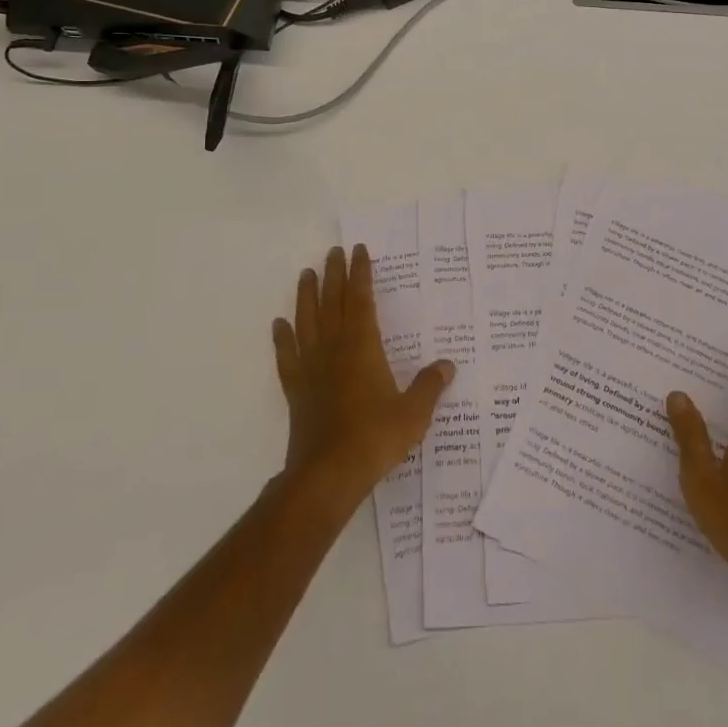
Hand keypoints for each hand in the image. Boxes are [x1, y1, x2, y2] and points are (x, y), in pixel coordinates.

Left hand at [272, 245, 454, 508]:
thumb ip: (430, 386)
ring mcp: (311, 368)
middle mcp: (334, 349)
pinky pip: (287, 357)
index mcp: (362, 346)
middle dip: (334, 275)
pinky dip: (282, 339)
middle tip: (333, 251)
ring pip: (307, 322)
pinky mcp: (296, 390)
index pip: (361, 299)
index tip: (358, 251)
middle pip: (332, 303)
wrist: (327, 475)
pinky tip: (279, 325)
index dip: (360, 273)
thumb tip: (448, 365)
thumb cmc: (374, 438)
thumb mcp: (413, 413)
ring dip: (306, 296)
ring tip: (306, 274)